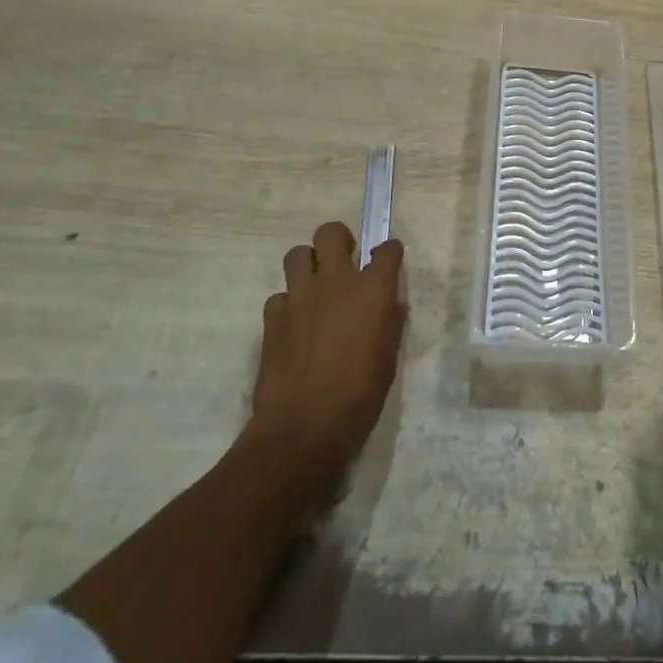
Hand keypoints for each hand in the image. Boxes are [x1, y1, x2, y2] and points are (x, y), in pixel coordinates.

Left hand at [243, 221, 406, 502]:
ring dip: (307, 266)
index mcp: (373, 290)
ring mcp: (300, 296)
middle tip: (343, 262)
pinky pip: (278, 296)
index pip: (387, 249)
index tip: (387, 262)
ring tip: (314, 288)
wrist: (302, 429)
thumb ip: (390, 324)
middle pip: (331, 233)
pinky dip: (287, 305)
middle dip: (338, 241)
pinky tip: (293, 326)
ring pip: (297, 254)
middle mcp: (336, 281)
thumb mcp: (388, 360)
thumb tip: (390, 306)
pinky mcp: (273, 318)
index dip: (388, 253)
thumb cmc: (359, 397)